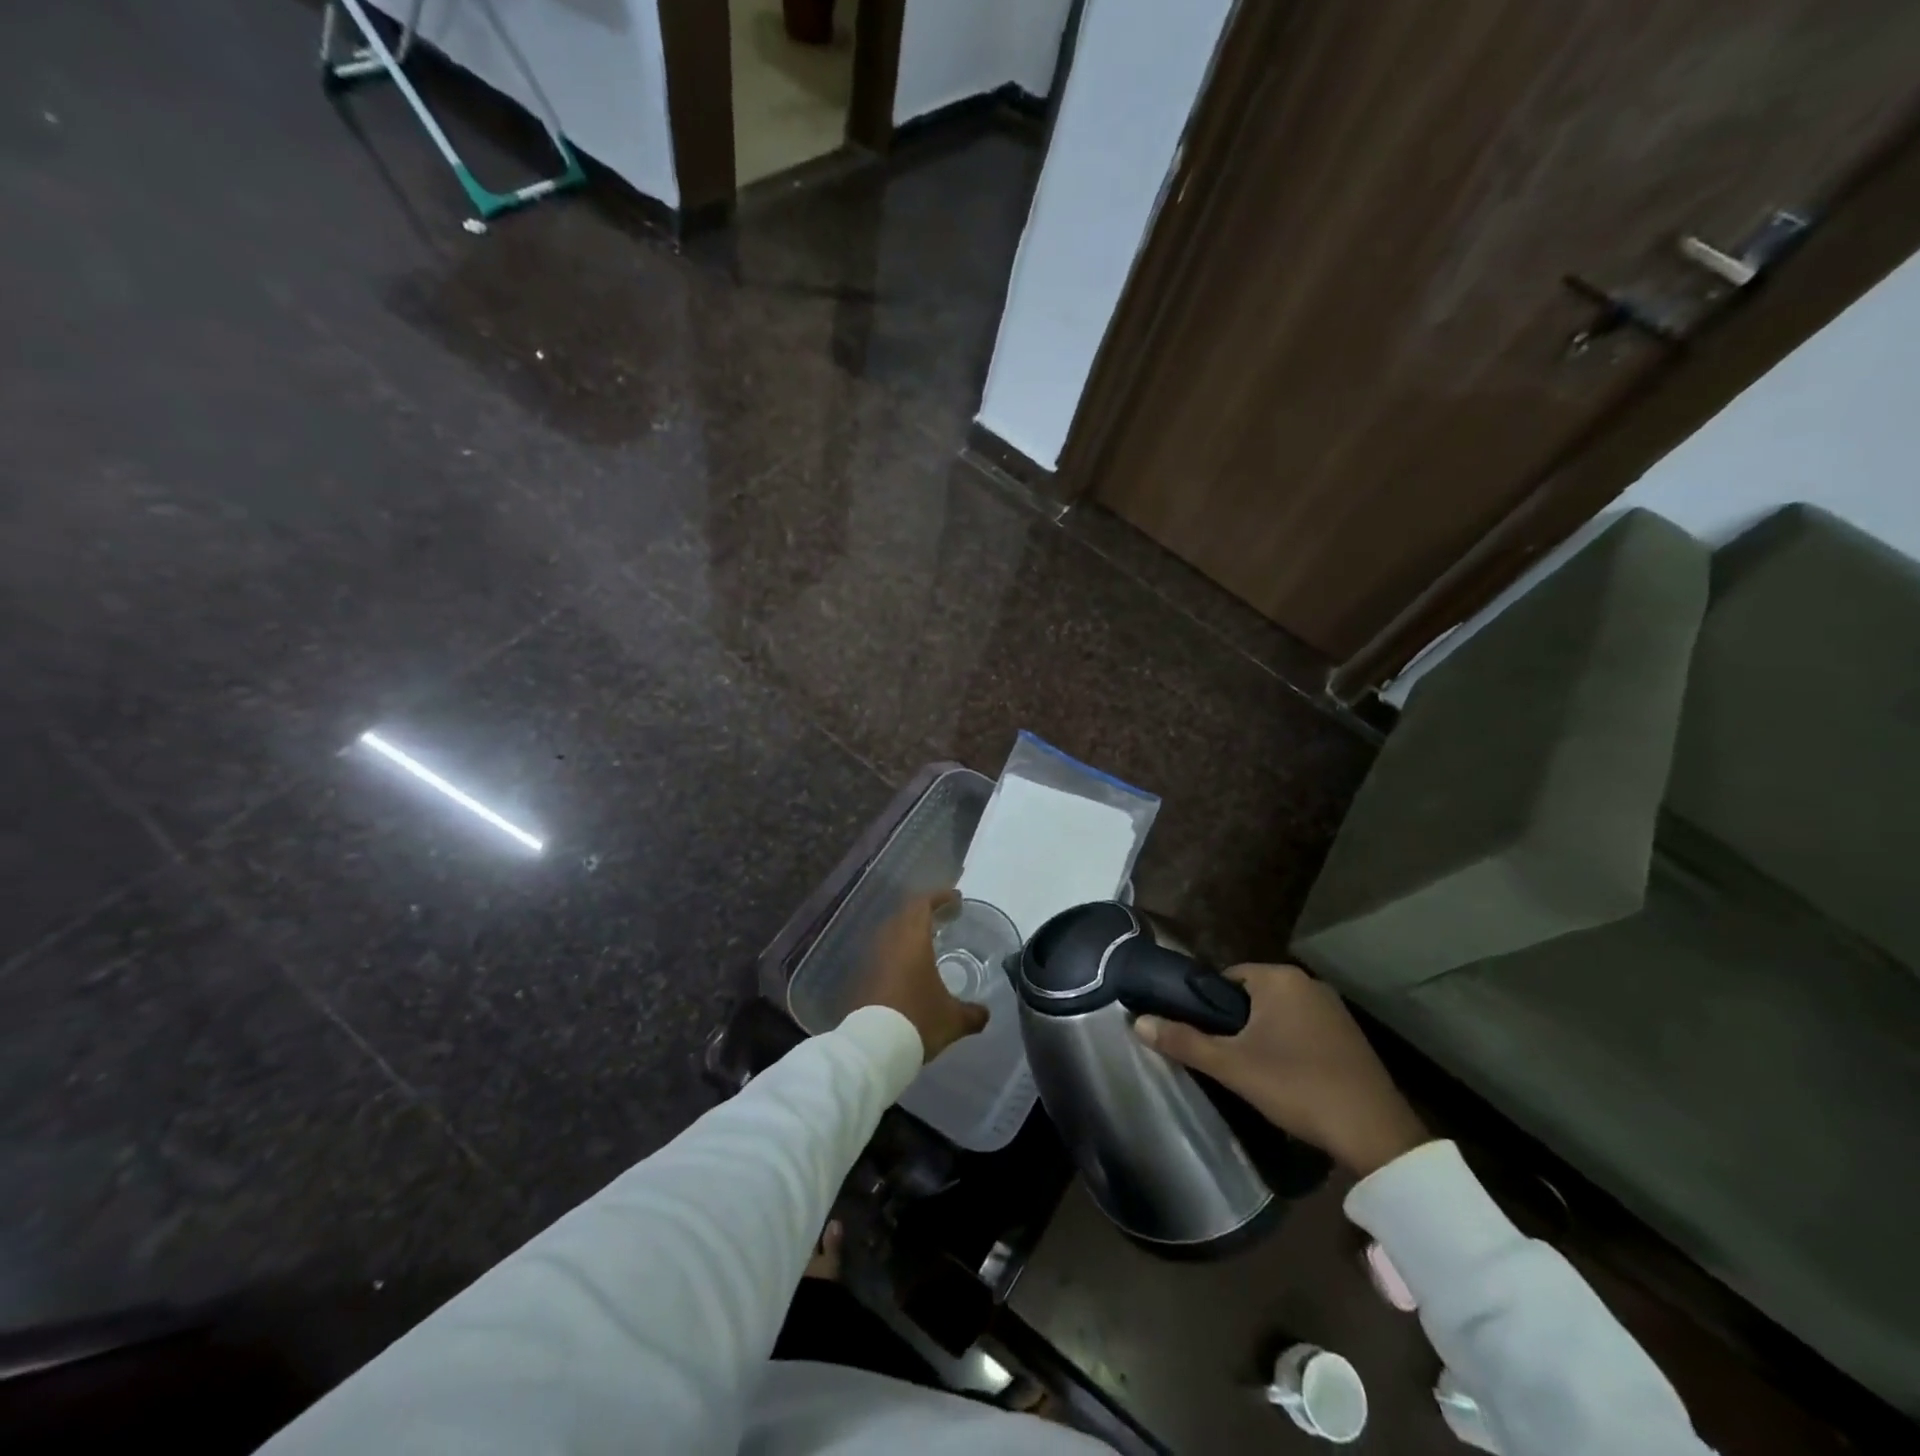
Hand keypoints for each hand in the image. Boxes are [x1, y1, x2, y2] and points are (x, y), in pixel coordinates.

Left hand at [850, 889, 987, 1061]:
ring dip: (909, 931)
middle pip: (905, 913)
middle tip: (944, 918)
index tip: (956, 898)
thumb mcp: (953, 1020)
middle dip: (925, 911)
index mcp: (912, 940)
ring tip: (927, 942)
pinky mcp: (861, 976)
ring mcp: (872, 958)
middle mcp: (890, 941)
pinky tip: (909, 968)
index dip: (940, 897)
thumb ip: (973, 1014)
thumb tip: (985, 1014)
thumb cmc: (917, 1021)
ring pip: (891, 932)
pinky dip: (897, 951)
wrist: (872, 1048)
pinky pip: (882, 952)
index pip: (923, 903)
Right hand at [1134, 964, 1428, 1176]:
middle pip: (1253, 995)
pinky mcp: (1351, 1035)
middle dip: (1237, 1022)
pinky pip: (1305, 1028)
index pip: (1226, 978)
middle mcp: (1308, 983)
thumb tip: (1136, 1022)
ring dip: (1264, 1035)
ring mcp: (1334, 1008)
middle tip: (1226, 1059)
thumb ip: (1184, 1041)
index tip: (1204, 1037)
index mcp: (1279, 978)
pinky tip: (1289, 1077)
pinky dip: (1291, 1045)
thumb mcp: (1231, 1066)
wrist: (1374, 1133)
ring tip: (1254, 1071)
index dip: (1209, 1007)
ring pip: (1280, 1013)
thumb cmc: (1296, 1086)